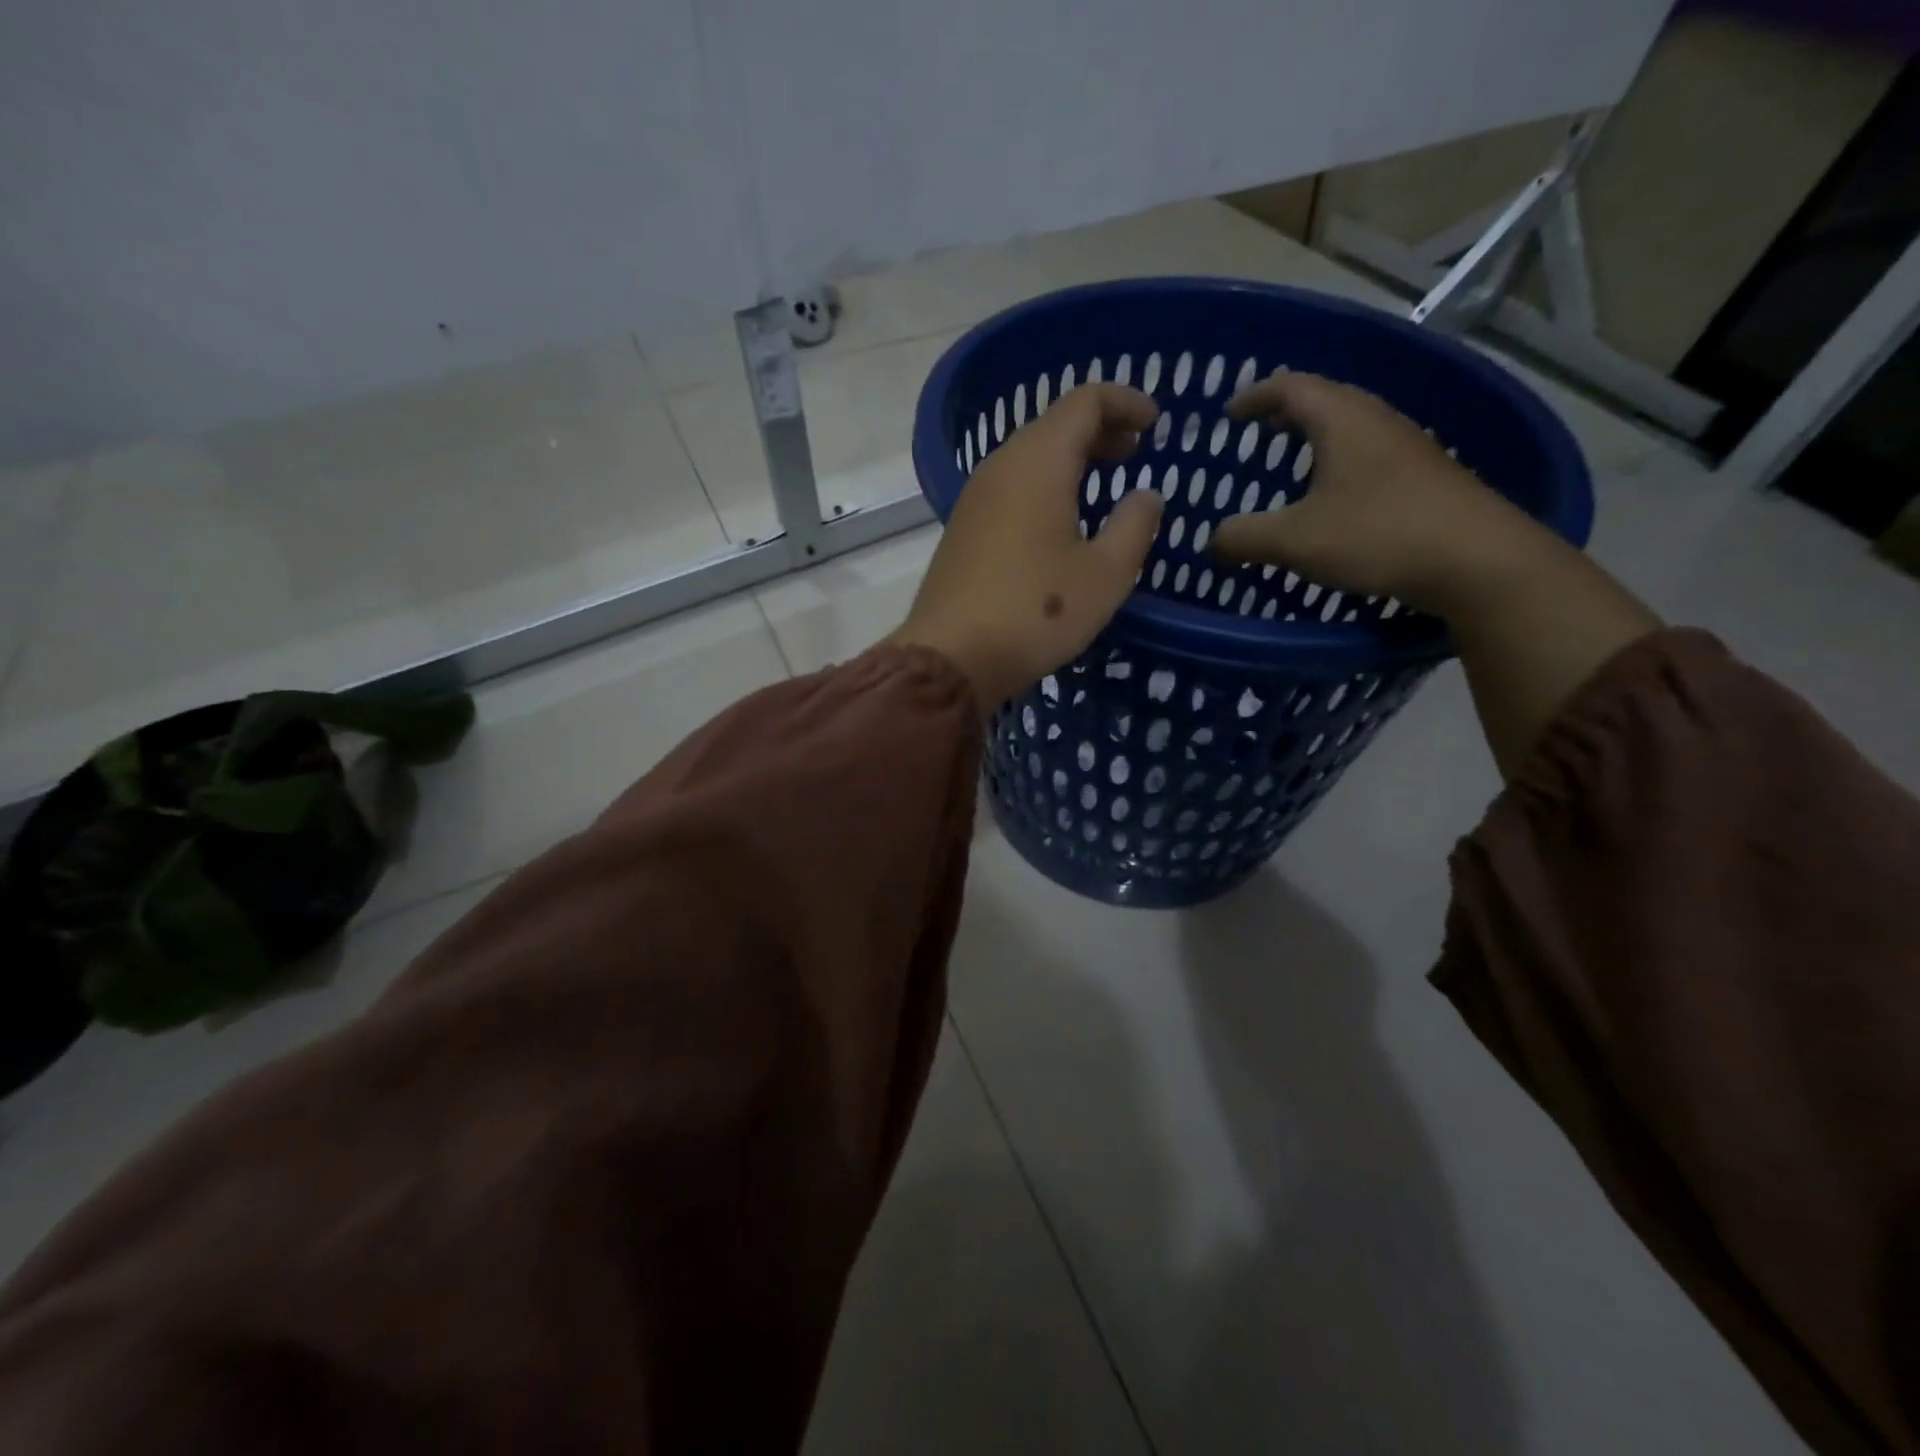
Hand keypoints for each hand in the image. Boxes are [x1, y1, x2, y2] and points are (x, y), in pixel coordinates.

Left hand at [892, 384, 1164, 711]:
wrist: (952, 658)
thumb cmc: (1037, 612)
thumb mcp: (1105, 574)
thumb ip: (1135, 526)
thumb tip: (1146, 495)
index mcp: (1039, 462)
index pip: (1085, 401)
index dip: (1125, 402)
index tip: (1155, 423)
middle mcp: (1001, 467)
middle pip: (1054, 425)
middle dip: (1100, 430)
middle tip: (1135, 453)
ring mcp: (975, 497)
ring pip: (1030, 456)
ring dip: (1071, 460)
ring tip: (1104, 484)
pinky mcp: (963, 528)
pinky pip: (1011, 487)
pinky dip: (1044, 486)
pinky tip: (1061, 520)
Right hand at [1207, 371, 1555, 614]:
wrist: (1477, 559)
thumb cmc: (1378, 534)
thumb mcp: (1295, 540)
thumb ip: (1244, 536)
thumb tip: (1211, 540)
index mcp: (1342, 420)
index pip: (1290, 386)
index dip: (1255, 395)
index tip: (1229, 413)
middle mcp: (1376, 420)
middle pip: (1325, 398)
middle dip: (1287, 411)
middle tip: (1258, 430)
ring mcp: (1407, 445)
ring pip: (1351, 425)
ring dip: (1317, 435)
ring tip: (1292, 461)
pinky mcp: (1424, 475)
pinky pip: (1369, 452)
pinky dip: (1340, 460)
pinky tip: (1334, 495)